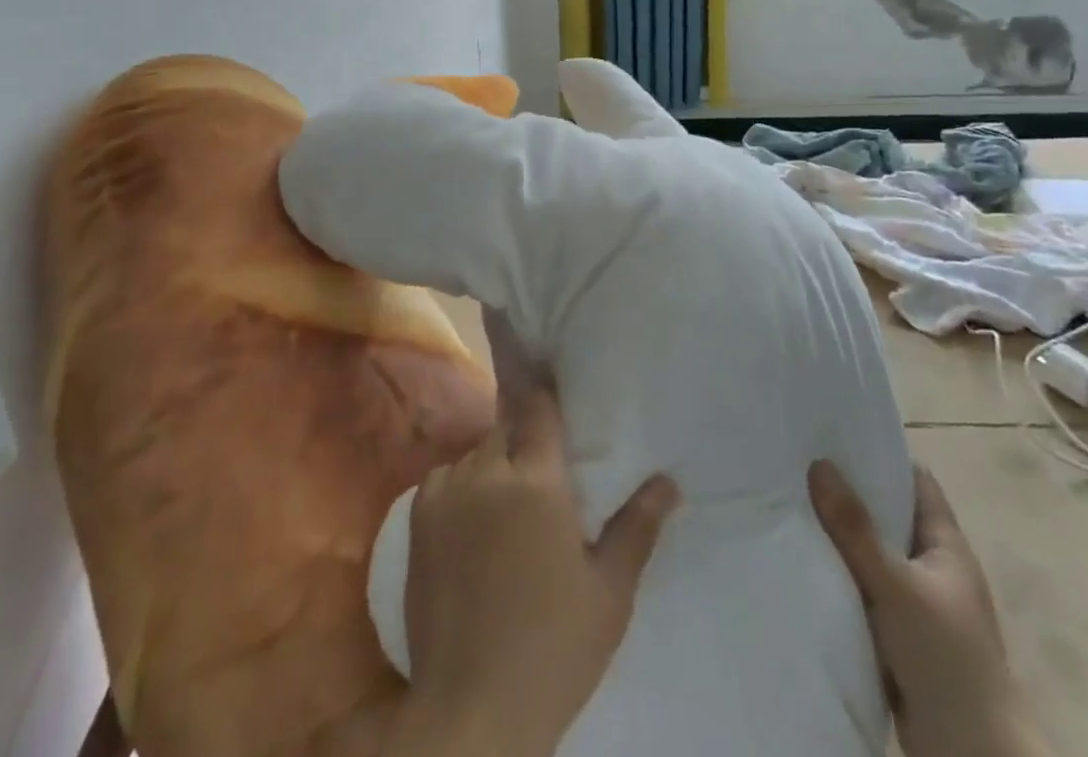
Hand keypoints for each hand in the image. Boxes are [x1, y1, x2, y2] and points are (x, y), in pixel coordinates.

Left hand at [392, 385, 680, 756]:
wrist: (473, 705)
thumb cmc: (555, 647)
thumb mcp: (609, 591)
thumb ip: (637, 527)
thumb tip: (669, 482)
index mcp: (537, 478)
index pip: (539, 406)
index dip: (546, 390)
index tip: (553, 382)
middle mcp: (488, 469)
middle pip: (507, 426)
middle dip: (524, 436)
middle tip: (540, 467)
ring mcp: (447, 489)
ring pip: (476, 452)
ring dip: (493, 463)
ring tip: (507, 502)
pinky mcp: (418, 515)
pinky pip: (445, 476)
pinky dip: (461, 485)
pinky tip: (472, 522)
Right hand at [809, 460, 1051, 756]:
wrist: (971, 756)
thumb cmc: (945, 658)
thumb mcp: (896, 585)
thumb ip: (855, 528)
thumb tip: (818, 463)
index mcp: (947, 546)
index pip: (915, 481)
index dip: (881, 454)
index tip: (835, 433)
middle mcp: (934, 568)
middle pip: (889, 514)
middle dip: (849, 492)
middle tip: (799, 463)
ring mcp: (918, 603)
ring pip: (872, 553)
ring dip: (841, 536)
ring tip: (791, 502)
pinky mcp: (900, 635)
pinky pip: (864, 588)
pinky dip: (840, 574)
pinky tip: (805, 560)